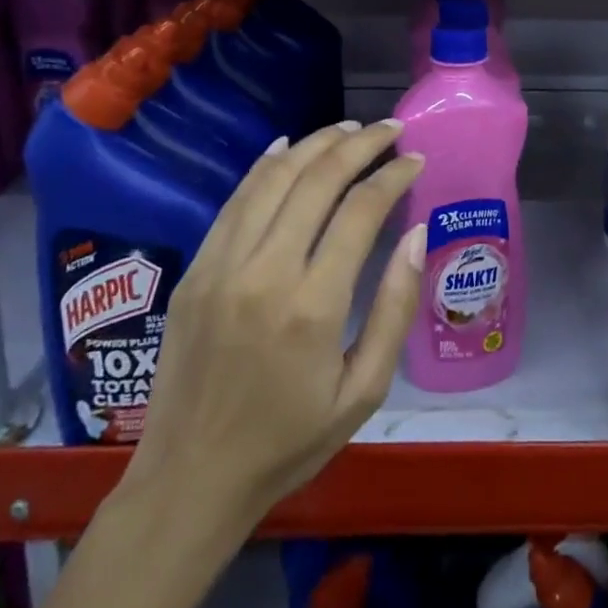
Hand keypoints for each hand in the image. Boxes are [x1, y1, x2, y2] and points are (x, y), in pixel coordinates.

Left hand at [119, 120, 426, 528]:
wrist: (190, 479)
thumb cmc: (288, 442)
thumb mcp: (363, 392)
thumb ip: (394, 308)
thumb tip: (416, 235)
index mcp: (312, 307)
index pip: (360, 211)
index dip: (393, 176)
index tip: (416, 160)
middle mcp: (264, 272)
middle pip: (317, 180)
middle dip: (360, 144)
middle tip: (390, 128)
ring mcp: (221, 266)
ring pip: (273, 178)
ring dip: (315, 144)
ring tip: (350, 129)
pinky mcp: (195, 270)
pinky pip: (235, 201)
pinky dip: (265, 166)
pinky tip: (289, 147)